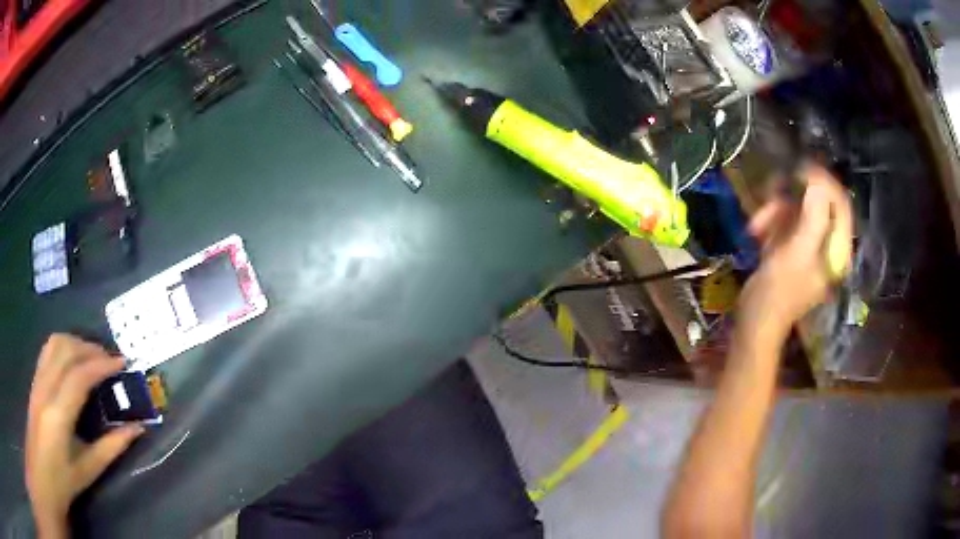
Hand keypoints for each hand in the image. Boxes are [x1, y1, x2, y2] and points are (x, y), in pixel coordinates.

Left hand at [26, 334, 143, 538]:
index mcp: (58, 415)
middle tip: (111, 360)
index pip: (78, 376)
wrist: (41, 471)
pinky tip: (74, 361)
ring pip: (55, 343)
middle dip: (90, 348)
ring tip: (94, 357)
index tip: (122, 364)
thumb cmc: (63, 480)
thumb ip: (111, 448)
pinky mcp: (35, 379)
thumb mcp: (88, 471)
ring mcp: (37, 380)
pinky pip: (49, 350)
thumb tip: (137, 429)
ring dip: (76, 343)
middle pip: (65, 349)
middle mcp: (45, 389)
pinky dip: (65, 346)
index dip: (101, 365)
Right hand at [738, 164, 852, 342]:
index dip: (824, 183)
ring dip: (775, 211)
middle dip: (792, 199)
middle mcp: (827, 245)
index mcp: (837, 250)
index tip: (800, 169)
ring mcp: (808, 246)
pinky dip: (770, 222)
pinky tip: (756, 232)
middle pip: (817, 204)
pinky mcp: (792, 248)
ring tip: (757, 225)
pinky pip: (785, 222)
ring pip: (797, 211)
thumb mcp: (796, 255)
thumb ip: (813, 219)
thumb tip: (817, 183)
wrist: (754, 324)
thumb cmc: (777, 294)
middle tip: (771, 193)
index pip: (840, 205)